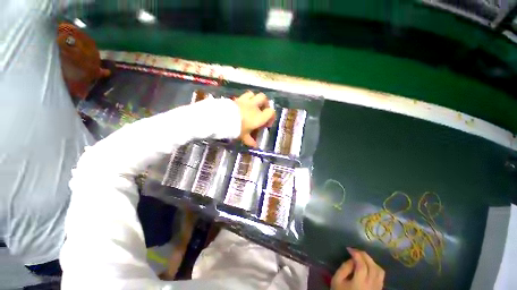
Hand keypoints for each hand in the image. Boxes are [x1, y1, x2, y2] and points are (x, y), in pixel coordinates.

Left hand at [234, 91, 275, 146]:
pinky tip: (242, 105)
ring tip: (252, 105)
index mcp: (259, 117)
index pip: (271, 112)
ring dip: (255, 99)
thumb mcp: (244, 137)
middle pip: (264, 98)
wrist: (223, 119)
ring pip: (254, 94)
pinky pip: (244, 95)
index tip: (267, 123)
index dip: (271, 117)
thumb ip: (250, 141)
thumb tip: (255, 146)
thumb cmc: (236, 129)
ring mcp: (246, 101)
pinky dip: (245, 99)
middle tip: (262, 110)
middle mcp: (254, 107)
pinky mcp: (237, 99)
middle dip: (265, 104)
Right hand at [331, 248, 384, 289]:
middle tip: (355, 250)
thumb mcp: (337, 280)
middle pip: (372, 266)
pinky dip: (375, 267)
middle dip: (364, 255)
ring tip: (362, 257)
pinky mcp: (379, 289)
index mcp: (359, 284)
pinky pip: (381, 275)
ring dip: (371, 261)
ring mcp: (377, 288)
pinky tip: (368, 265)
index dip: (356, 255)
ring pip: (379, 270)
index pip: (362, 265)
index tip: (349, 249)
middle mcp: (371, 285)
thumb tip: (351, 259)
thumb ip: (344, 268)